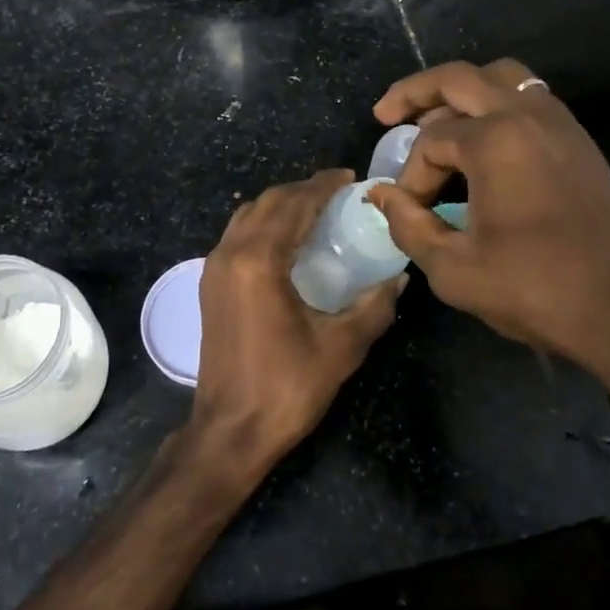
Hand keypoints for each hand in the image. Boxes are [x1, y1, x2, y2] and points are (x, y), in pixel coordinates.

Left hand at [187, 170, 403, 482]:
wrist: (229, 431)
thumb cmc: (286, 388)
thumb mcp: (341, 347)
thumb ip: (374, 306)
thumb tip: (400, 278)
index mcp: (258, 260)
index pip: (294, 204)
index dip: (322, 186)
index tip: (349, 178)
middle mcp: (230, 253)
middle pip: (268, 202)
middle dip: (303, 191)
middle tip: (338, 193)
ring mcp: (214, 268)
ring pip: (247, 215)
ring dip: (280, 205)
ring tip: (315, 211)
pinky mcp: (209, 285)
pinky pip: (237, 235)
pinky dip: (263, 224)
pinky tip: (287, 242)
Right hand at [368, 60, 609, 392]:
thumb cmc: (534, 289)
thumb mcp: (453, 268)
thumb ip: (407, 224)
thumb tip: (379, 194)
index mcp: (497, 141)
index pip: (431, 141)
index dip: (411, 176)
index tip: (412, 212)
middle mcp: (529, 116)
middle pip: (461, 78)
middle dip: (416, 92)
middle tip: (386, 114)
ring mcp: (560, 124)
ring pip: (502, 77)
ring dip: (463, 91)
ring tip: (436, 120)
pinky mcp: (578, 141)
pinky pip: (530, 99)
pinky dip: (496, 105)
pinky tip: (481, 140)